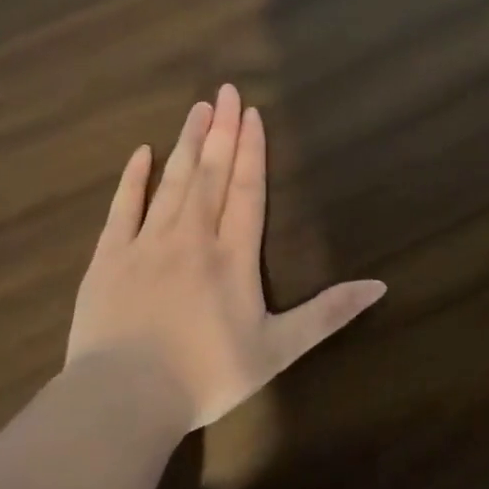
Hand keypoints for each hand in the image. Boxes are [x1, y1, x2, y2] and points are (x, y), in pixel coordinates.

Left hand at [66, 85, 386, 429]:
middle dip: (221, 131)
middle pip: (211, 174)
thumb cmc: (207, 375)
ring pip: (172, 183)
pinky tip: (142, 153)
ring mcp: (147, 244)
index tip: (251, 113)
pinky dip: (134, 179)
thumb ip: (328, 314)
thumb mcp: (278, 350)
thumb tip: (379, 285)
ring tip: (196, 109)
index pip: (247, 190)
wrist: (124, 398)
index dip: (252, 150)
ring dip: (186, 144)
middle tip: (224, 91)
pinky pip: (123, 208)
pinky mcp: (109, 259)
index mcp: (233, 257)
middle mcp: (193, 238)